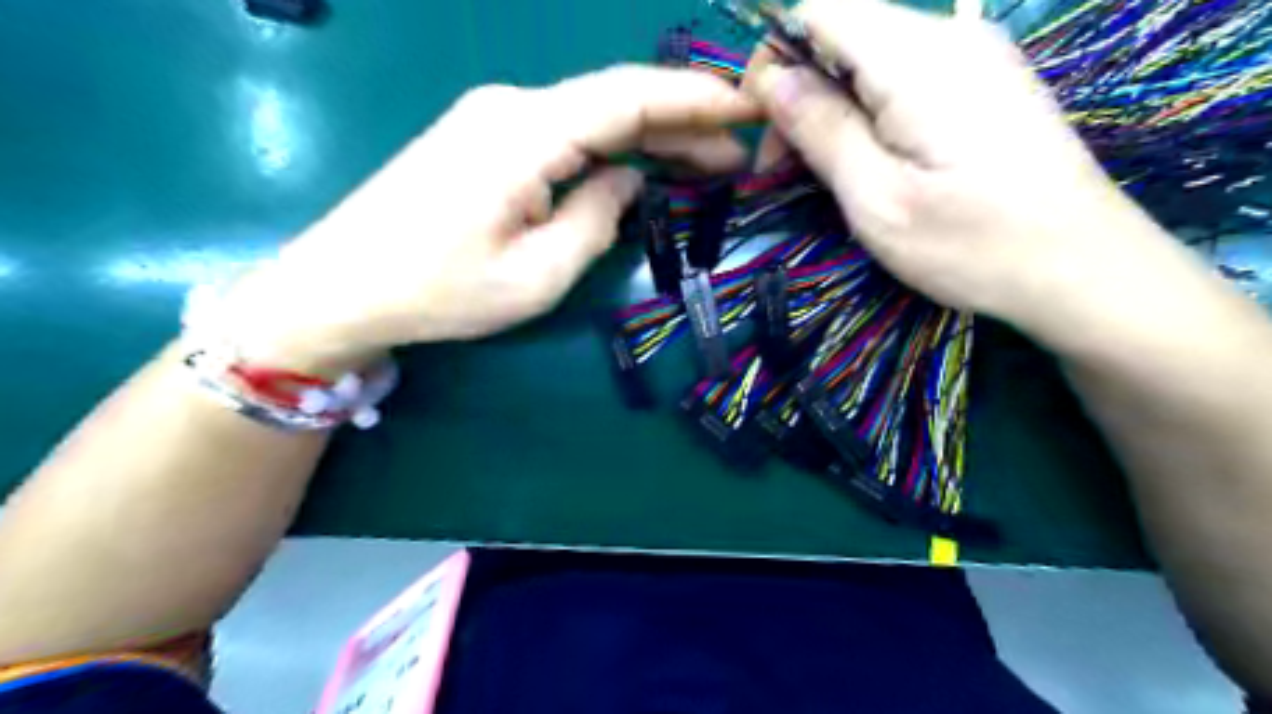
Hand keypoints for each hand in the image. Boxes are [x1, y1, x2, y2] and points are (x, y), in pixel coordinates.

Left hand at [211, 64, 757, 372]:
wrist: (343, 286)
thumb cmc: (438, 290)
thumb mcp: (536, 275)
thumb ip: (595, 220)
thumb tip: (625, 182)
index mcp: (526, 132)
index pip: (630, 97)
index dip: (696, 98)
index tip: (749, 106)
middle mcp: (513, 107)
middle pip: (616, 101)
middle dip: (684, 122)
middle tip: (739, 153)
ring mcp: (495, 119)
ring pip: (593, 116)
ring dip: (651, 136)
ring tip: (707, 162)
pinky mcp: (486, 140)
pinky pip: (566, 133)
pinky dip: (612, 147)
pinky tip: (642, 166)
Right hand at [748, 0, 1180, 345]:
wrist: (1081, 269)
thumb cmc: (971, 244)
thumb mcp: (876, 198)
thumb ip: (821, 129)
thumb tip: (771, 80)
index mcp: (917, 58)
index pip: (819, 8)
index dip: (776, 57)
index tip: (764, 125)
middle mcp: (949, 35)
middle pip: (844, 31)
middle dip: (800, 91)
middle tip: (783, 166)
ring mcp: (974, 56)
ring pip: (871, 57)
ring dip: (832, 107)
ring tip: (824, 172)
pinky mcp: (985, 83)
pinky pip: (904, 76)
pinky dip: (868, 111)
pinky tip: (870, 161)